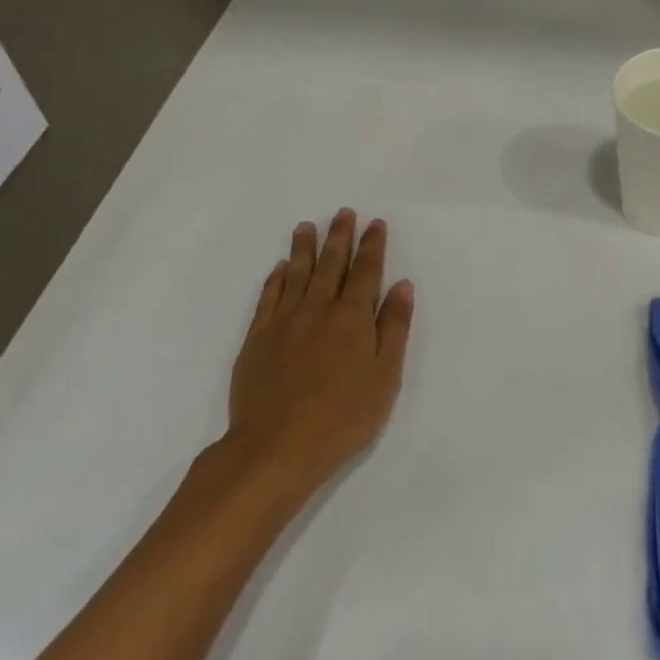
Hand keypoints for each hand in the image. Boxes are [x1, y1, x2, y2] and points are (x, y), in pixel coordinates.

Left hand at [225, 210, 414, 493]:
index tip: (374, 223)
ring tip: (307, 226)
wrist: (276, 447)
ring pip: (297, 274)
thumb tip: (402, 285)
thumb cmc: (343, 417)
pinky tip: (280, 268)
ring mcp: (284, 322)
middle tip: (343, 213)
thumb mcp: (385, 376)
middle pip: (331, 265)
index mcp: (352, 318)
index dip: (372, 246)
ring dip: (304, 248)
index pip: (366, 272)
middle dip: (339, 237)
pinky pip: (268, 297)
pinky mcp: (257, 339)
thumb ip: (394, 328)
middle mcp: (318, 310)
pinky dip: (276, 278)